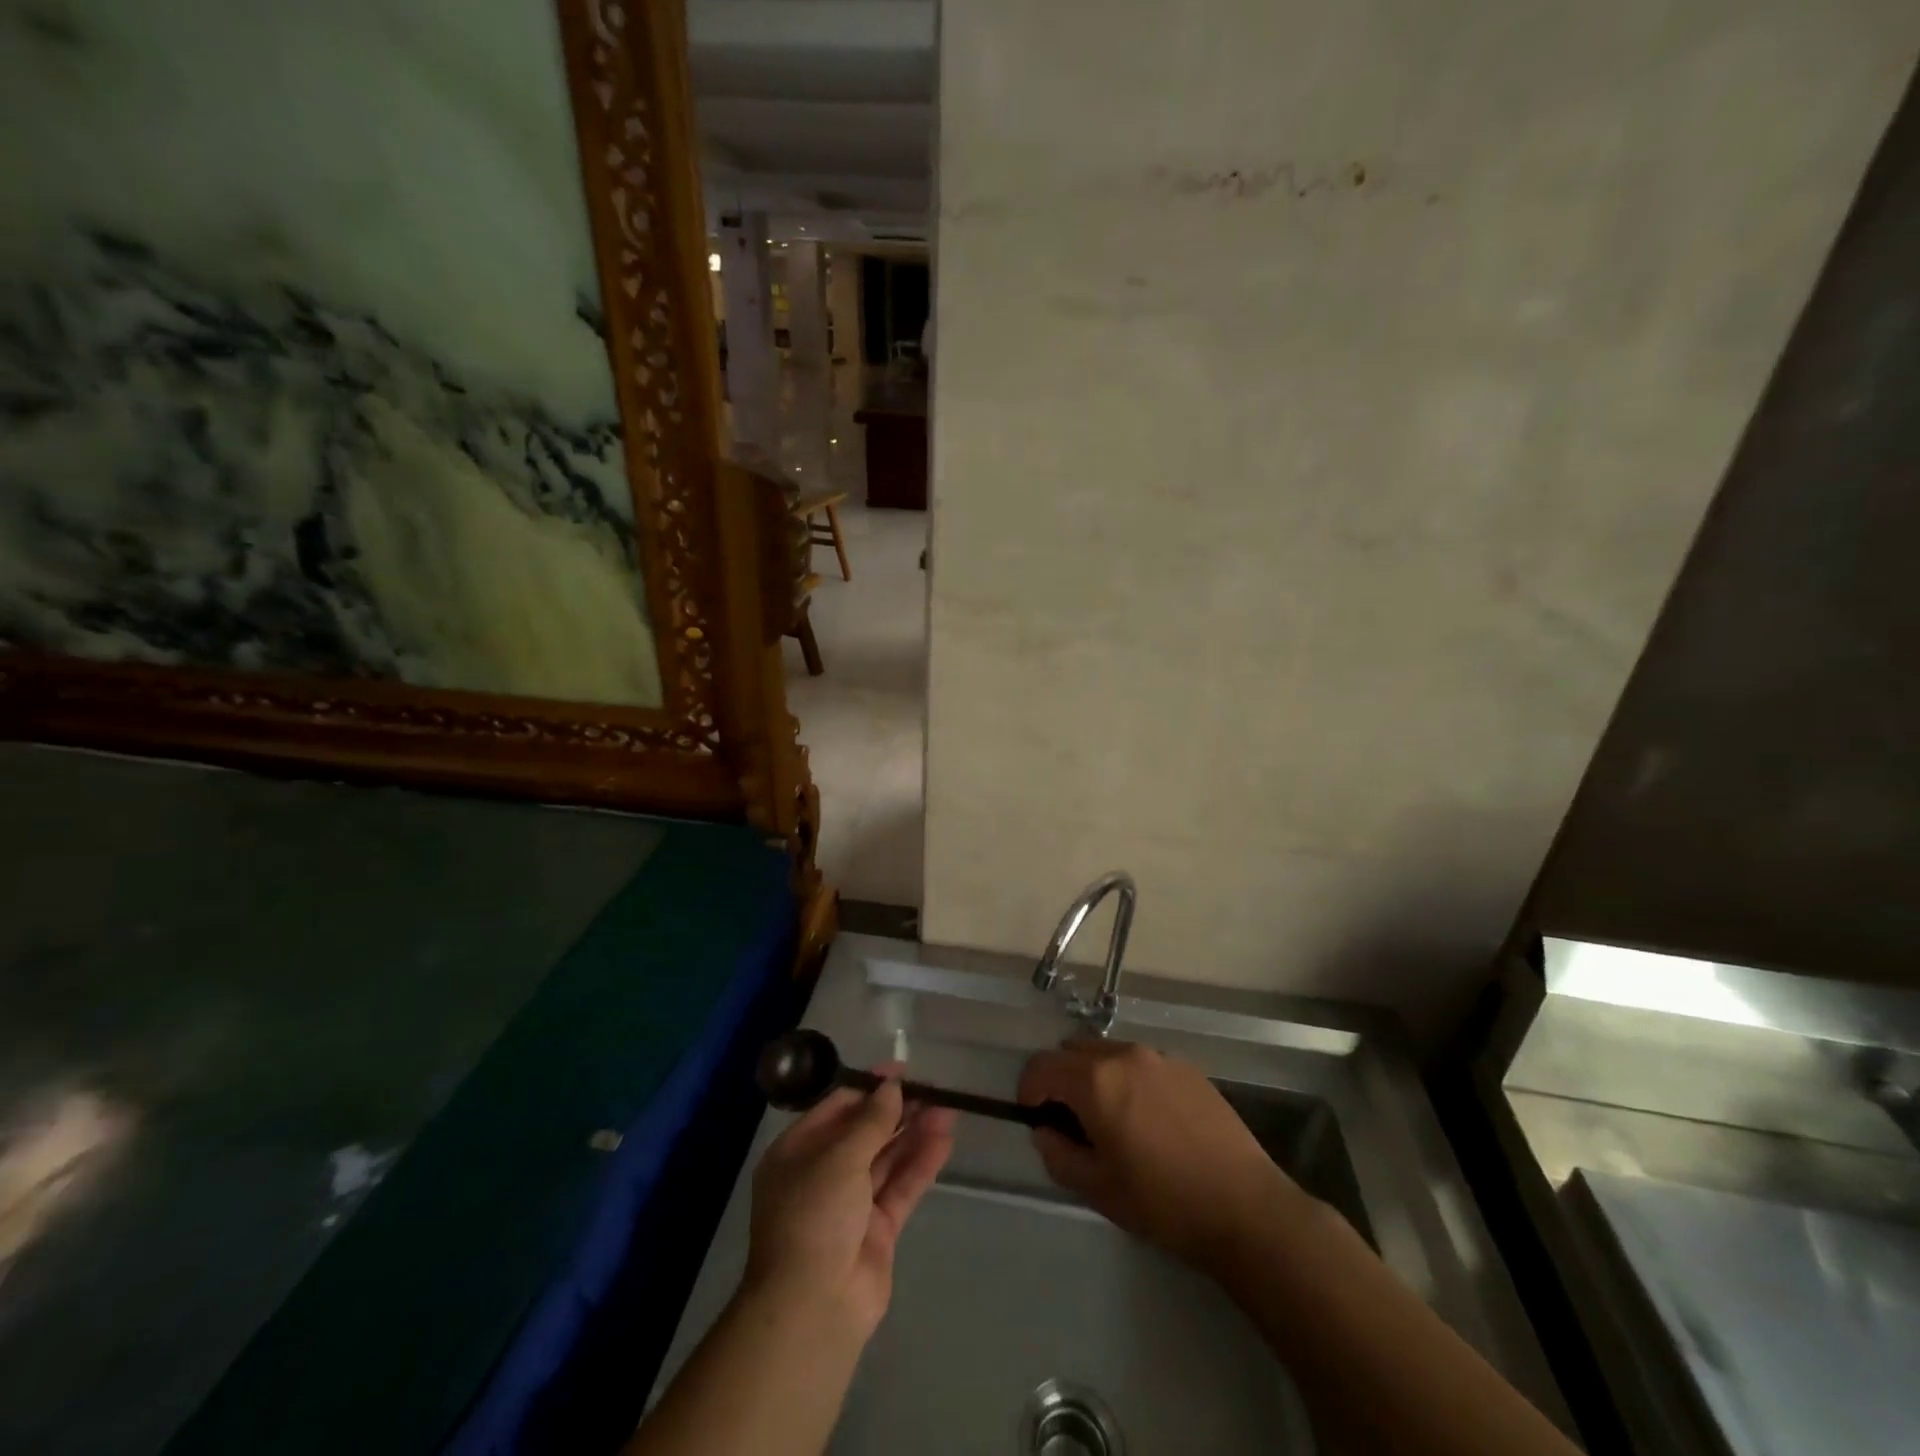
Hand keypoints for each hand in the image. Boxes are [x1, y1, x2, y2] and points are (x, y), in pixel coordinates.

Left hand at [744, 1065, 956, 1337]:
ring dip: (915, 1133)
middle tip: (933, 1089)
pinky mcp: (877, 1230)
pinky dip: (921, 1164)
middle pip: (865, 1132)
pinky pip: (900, 1187)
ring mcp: (850, 1204)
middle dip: (898, 1110)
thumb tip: (892, 1086)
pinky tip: (944, 1140)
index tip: (902, 1070)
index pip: (836, 1107)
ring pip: (886, 1158)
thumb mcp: (839, 1157)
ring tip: (948, 1108)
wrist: (814, 1308)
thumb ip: (871, 1120)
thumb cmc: (814, 1216)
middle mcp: (822, 1174)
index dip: (869, 1086)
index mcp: (797, 1152)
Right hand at [1018, 1039, 1303, 1272]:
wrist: (1245, 1207)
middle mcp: (1124, 1055)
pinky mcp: (1186, 1067)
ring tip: (1111, 1119)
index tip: (1035, 1118)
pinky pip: (1141, 1062)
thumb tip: (1046, 1131)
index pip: (1042, 1067)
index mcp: (1096, 1081)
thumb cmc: (1163, 1202)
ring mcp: (1159, 1057)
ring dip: (1095, 1075)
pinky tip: (1149, 1120)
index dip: (1029, 1090)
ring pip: (1108, 1052)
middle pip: (1072, 1051)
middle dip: (1061, 1079)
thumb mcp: (1098, 1189)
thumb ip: (1059, 1154)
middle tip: (1070, 1120)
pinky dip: (1128, 1079)